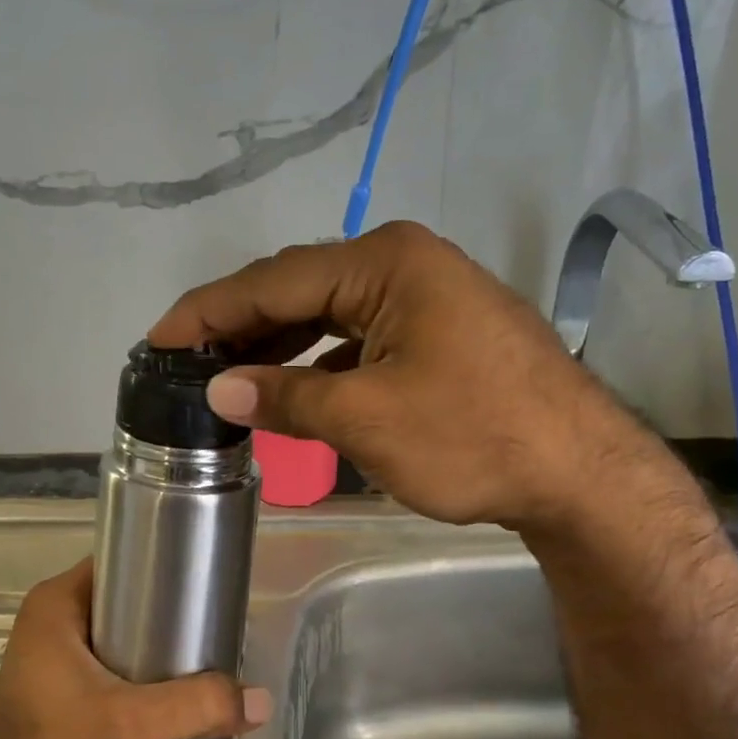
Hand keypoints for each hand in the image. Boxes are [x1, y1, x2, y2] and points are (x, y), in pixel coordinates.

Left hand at [0, 558, 271, 738]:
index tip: (207, 583)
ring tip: (206, 654)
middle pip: (125, 597)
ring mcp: (54, 653)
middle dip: (169, 609)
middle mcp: (51, 619)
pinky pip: (113, 658)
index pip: (120, 561)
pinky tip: (176, 685)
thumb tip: (262, 701)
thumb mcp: (133, 726)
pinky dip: (143, 666)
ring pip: (121, 631)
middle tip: (214, 624)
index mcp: (55, 604)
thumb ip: (197, 706)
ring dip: (158, 642)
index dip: (163, 566)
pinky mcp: (63, 685)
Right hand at [148, 220, 656, 531]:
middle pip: (298, 290)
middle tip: (182, 362)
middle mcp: (402, 264)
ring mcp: (425, 298)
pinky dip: (319, 363)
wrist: (581, 475)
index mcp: (383, 263)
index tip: (156, 339)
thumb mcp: (365, 419)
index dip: (207, 311)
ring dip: (277, 347)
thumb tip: (218, 388)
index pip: (272, 280)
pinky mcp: (438, 334)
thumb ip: (285, 396)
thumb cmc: (472, 437)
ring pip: (327, 316)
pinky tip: (293, 389)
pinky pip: (358, 339)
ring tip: (225, 377)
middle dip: (238, 327)